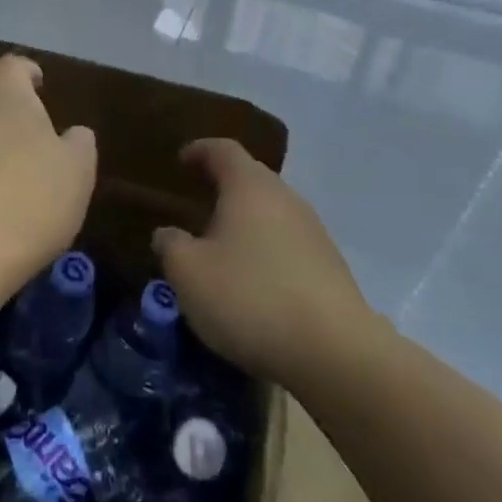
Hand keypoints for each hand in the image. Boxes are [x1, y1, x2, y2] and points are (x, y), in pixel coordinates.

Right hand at [152, 139, 367, 385]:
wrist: (334, 351)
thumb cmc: (249, 297)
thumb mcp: (189, 274)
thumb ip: (171, 246)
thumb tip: (167, 234)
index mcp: (249, 187)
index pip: (223, 150)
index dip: (200, 150)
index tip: (181, 160)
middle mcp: (285, 198)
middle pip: (251, 178)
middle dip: (224, 185)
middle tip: (199, 202)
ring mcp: (314, 231)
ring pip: (272, 211)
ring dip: (246, 220)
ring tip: (222, 244)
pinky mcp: (330, 265)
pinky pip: (288, 242)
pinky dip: (266, 248)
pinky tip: (253, 279)